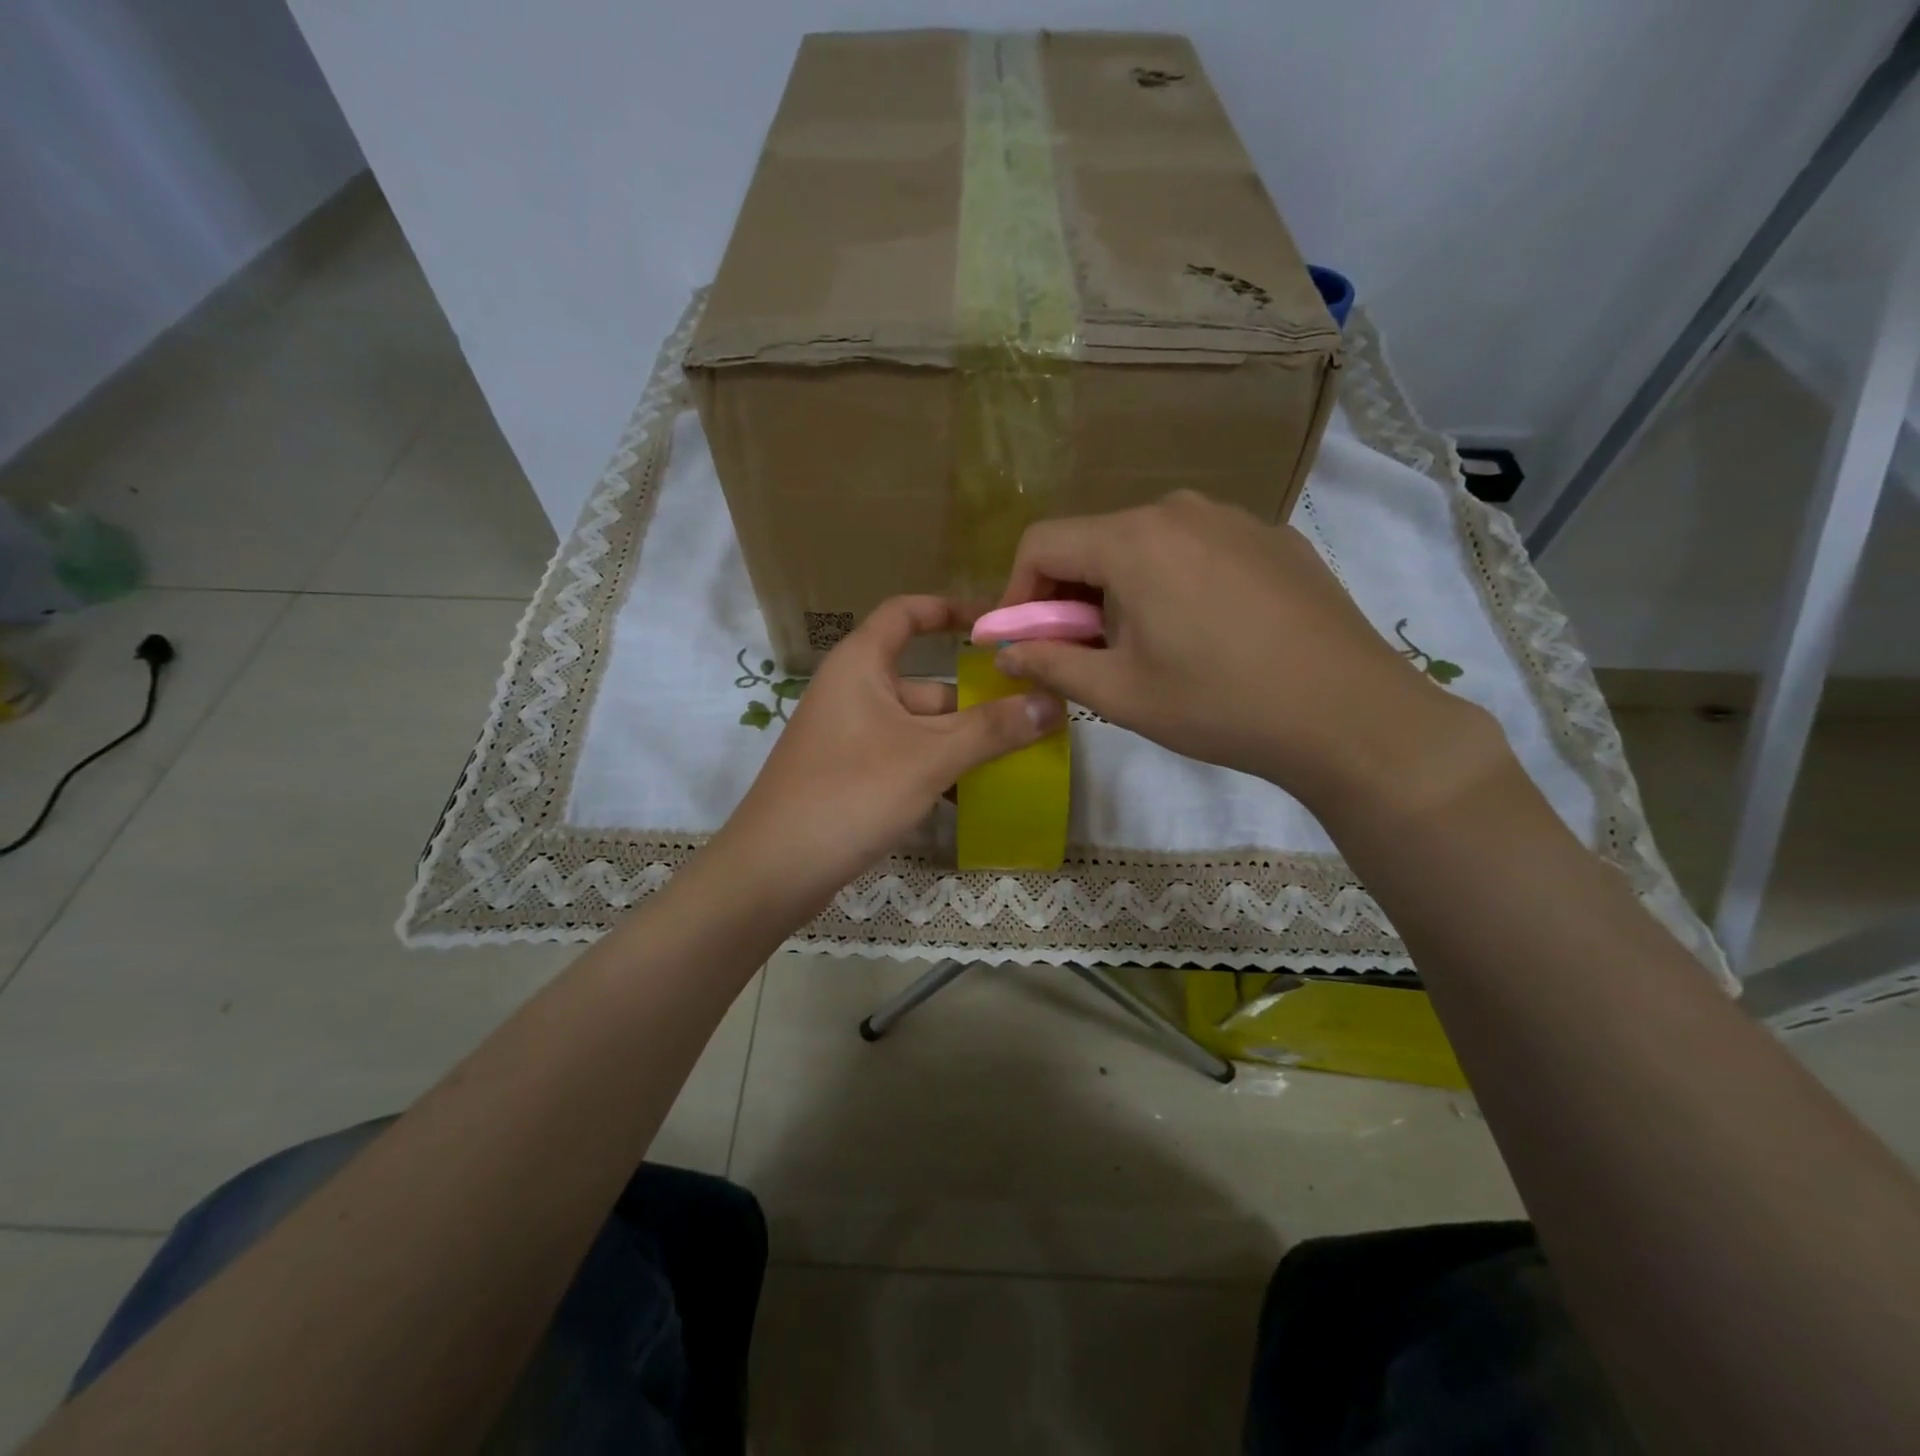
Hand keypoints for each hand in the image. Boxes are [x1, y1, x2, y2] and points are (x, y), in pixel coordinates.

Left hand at [716, 596, 1062, 909]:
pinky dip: (936, 771)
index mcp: (861, 665)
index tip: (998, 627)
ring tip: (1016, 762)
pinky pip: (905, 758)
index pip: (908, 614)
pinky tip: (972, 799)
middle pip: (927, 682)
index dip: (951, 610)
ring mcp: (850, 736)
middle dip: (976, 703)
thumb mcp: (929, 757)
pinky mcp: (850, 775)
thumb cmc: (850, 793)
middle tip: (1033, 720)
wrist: (773, 871)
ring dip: (962, 743)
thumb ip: (991, 730)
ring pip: (919, 727)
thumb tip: (1053, 704)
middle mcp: (854, 692)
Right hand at [994, 491, 1500, 818]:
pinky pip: (1195, 549)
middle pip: (1094, 541)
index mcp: (1133, 540)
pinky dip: (1171, 582)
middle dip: (1069, 596)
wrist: (1349, 714)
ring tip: (1143, 647)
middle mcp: (1179, 510)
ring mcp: (1233, 518)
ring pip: (1145, 544)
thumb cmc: (1220, 704)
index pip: (1041, 543)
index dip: (1016, 593)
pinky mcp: (1271, 538)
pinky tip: (1200, 633)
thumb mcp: (1120, 694)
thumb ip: (1050, 664)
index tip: (1021, 642)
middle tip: (1080, 653)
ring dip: (1119, 590)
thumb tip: (1005, 652)